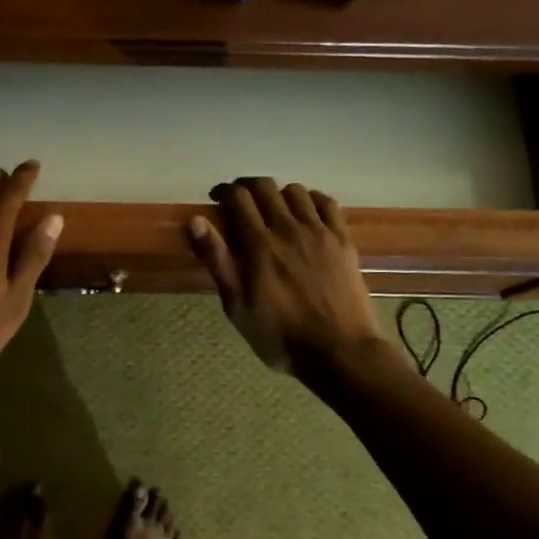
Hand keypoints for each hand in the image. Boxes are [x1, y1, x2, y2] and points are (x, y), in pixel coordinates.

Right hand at [187, 178, 378, 374]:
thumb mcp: (237, 306)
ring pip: (296, 191)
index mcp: (259, 244)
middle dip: (249, 188)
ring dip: (280, 194)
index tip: (218, 200)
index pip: (238, 197)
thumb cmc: (280, 335)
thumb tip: (196, 220)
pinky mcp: (343, 240)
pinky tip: (307, 214)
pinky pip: (327, 203)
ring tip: (275, 210)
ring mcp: (319, 232)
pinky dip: (312, 200)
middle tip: (243, 203)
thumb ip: (217, 260)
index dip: (225, 192)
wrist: (339, 352)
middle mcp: (288, 228)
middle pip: (265, 186)